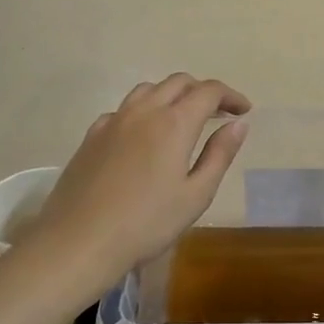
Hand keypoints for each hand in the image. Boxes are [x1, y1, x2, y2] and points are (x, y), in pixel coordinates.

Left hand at [24, 74, 250, 292]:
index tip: (244, 110)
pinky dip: (144, 110)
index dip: (230, 96)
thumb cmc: (147, 223)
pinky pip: (124, 109)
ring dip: (172, 95)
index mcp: (174, 123)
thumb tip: (238, 124)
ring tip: (183, 118)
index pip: (208, 92)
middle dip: (203, 91)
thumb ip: (219, 154)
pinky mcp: (92, 135)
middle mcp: (144, 111)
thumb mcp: (196, 194)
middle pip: (178, 82)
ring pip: (148, 89)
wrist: (80, 240)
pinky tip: (144, 135)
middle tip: (219, 113)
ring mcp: (113, 120)